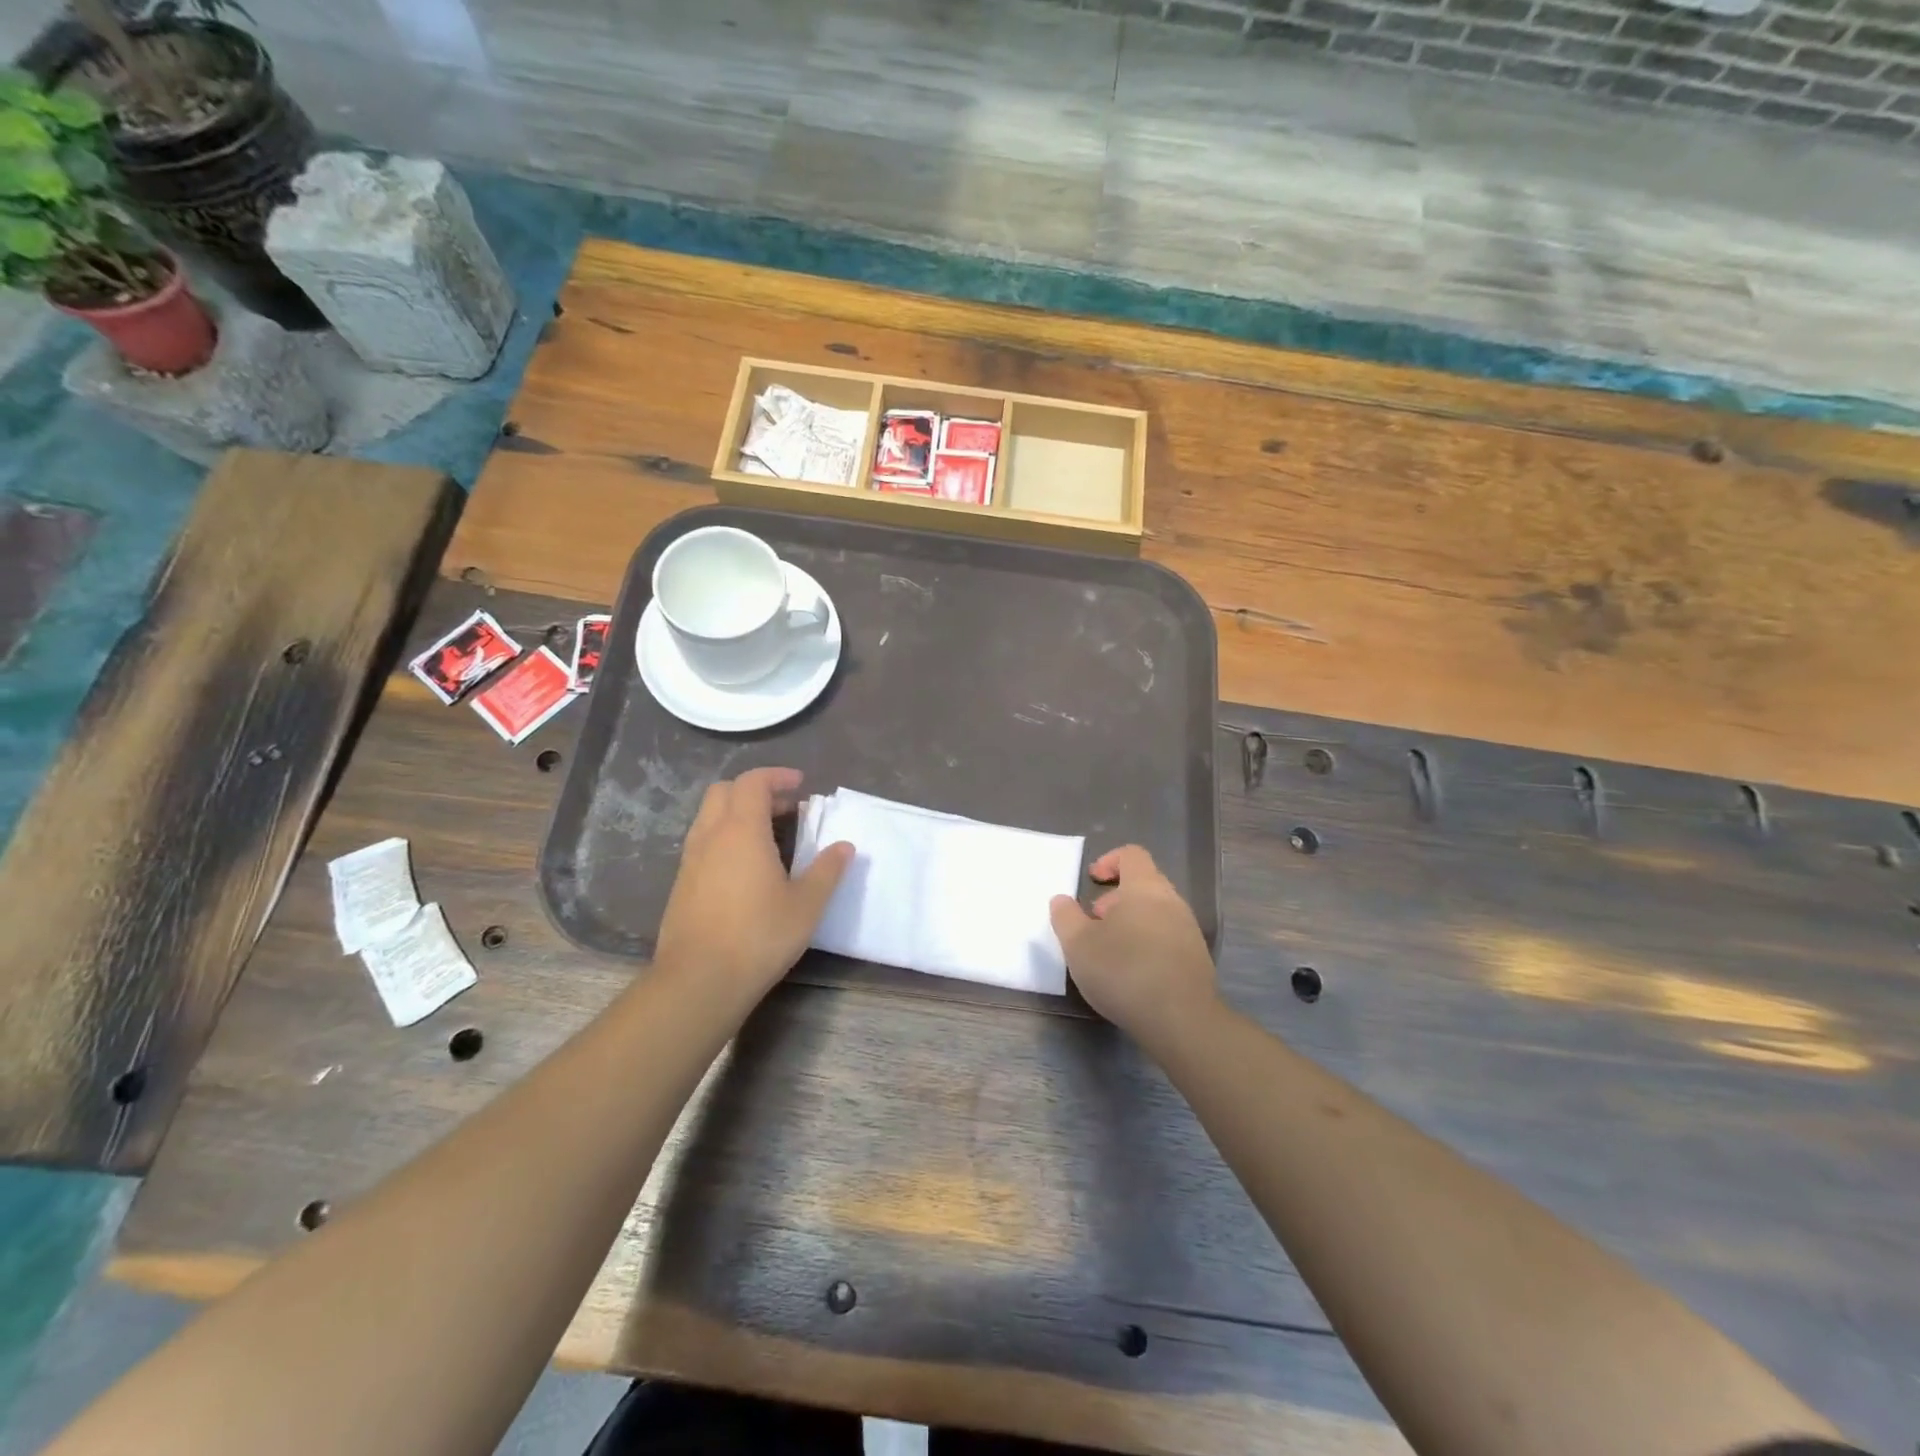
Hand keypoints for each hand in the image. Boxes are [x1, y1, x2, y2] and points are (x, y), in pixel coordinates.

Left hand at [654, 767, 852, 1005]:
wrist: (698, 981)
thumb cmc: (759, 936)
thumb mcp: (806, 905)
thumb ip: (827, 870)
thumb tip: (845, 847)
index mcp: (741, 831)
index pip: (752, 782)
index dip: (776, 776)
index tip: (800, 785)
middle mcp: (710, 836)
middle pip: (724, 791)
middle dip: (755, 790)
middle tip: (785, 807)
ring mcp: (690, 861)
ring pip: (709, 817)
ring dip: (738, 813)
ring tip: (769, 835)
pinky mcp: (681, 885)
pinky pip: (703, 842)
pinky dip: (725, 837)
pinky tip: (745, 867)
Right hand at [1051, 845, 1215, 1038]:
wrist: (1181, 1020)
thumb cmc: (1123, 971)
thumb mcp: (1078, 944)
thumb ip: (1065, 917)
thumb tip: (1061, 900)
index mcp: (1145, 888)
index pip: (1132, 855)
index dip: (1109, 861)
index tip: (1092, 881)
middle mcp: (1172, 902)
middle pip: (1145, 883)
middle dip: (1116, 897)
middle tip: (1094, 921)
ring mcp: (1189, 930)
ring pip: (1156, 912)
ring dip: (1131, 922)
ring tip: (1110, 950)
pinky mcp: (1197, 959)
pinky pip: (1168, 937)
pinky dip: (1147, 943)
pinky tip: (1132, 973)